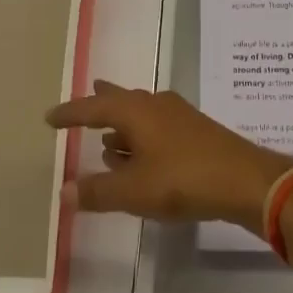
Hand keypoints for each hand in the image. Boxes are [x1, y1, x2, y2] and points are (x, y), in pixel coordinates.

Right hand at [46, 80, 292, 233]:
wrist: (242, 178)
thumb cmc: (182, 179)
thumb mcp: (134, 191)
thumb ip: (98, 191)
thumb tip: (65, 191)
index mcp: (135, 110)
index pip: (93, 107)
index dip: (71, 113)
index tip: (50, 117)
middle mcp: (154, 104)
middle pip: (119, 101)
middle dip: (99, 105)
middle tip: (83, 103)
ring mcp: (176, 115)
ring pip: (139, 115)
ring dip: (121, 126)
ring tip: (106, 139)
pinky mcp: (192, 132)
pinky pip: (154, 128)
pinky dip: (139, 139)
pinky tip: (138, 157)